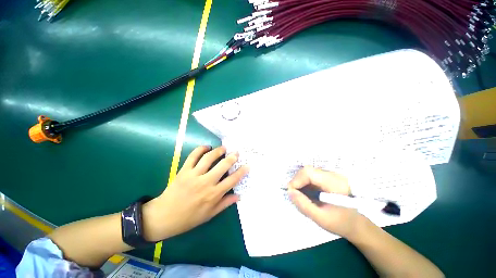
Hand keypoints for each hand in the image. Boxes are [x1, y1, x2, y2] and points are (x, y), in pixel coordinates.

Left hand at [143, 146, 248, 240]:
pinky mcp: (184, 170)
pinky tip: (206, 147)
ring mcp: (194, 175)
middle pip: (223, 166)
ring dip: (218, 151)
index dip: (241, 172)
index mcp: (213, 194)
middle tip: (236, 153)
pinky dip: (200, 149)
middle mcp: (206, 183)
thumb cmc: (188, 218)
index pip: (232, 180)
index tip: (247, 165)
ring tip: (223, 148)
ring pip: (209, 158)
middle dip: (232, 157)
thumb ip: (225, 203)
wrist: (163, 217)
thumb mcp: (209, 214)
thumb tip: (238, 196)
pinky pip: (193, 156)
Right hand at [287, 166, 363, 239]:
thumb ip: (304, 205)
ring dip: (300, 181)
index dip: (297, 180)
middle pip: (308, 170)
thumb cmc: (341, 223)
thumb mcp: (321, 219)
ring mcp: (331, 174)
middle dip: (297, 181)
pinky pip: (312, 175)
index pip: (309, 173)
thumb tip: (289, 192)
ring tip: (299, 194)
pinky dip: (305, 182)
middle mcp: (333, 175)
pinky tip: (305, 192)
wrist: (356, 223)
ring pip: (308, 171)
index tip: (291, 192)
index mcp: (335, 184)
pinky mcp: (328, 177)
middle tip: (294, 194)